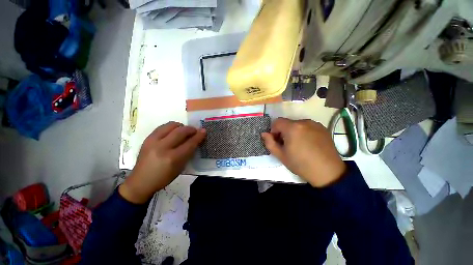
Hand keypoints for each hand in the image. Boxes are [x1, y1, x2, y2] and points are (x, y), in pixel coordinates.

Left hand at [119, 122, 205, 203]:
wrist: (140, 182)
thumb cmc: (164, 178)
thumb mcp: (180, 168)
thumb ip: (188, 153)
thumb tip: (196, 141)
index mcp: (172, 158)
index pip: (189, 143)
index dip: (198, 136)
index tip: (204, 131)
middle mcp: (162, 147)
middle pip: (181, 131)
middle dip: (191, 129)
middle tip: (195, 131)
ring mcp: (153, 141)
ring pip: (171, 125)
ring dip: (181, 126)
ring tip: (184, 130)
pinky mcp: (147, 139)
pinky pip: (162, 127)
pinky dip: (171, 127)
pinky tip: (174, 132)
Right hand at [261, 118, 345, 186]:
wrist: (328, 172)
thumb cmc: (301, 164)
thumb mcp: (281, 155)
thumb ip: (270, 143)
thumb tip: (264, 134)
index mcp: (293, 128)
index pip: (277, 122)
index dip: (273, 130)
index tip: (277, 141)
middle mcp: (304, 122)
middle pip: (287, 123)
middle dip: (283, 131)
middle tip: (286, 144)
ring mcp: (315, 124)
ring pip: (297, 124)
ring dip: (293, 131)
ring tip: (298, 145)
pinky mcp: (323, 128)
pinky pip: (307, 126)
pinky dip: (303, 132)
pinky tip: (308, 144)